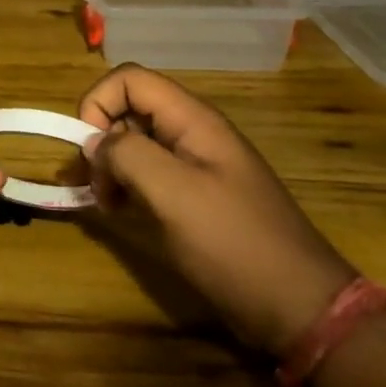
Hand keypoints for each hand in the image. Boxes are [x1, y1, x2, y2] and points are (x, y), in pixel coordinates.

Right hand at [77, 65, 356, 356]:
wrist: (299, 306)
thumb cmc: (234, 244)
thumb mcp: (175, 195)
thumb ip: (128, 156)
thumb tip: (93, 143)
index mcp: (193, 120)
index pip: (129, 79)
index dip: (98, 103)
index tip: (87, 149)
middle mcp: (193, 133)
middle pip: (129, 109)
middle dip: (100, 139)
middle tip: (93, 185)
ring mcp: (196, 165)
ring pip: (135, 142)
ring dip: (110, 166)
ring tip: (106, 204)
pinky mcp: (195, 195)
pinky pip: (149, 173)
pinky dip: (126, 185)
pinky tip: (123, 212)